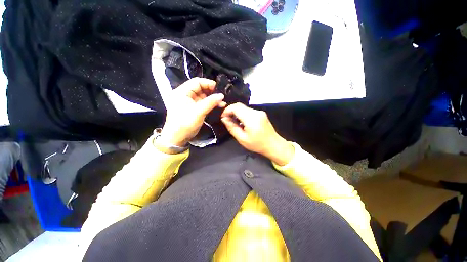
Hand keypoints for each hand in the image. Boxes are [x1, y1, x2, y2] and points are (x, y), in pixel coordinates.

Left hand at [160, 78, 226, 146]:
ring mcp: (188, 102)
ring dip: (212, 98)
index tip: (218, 88)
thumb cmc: (185, 123)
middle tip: (221, 96)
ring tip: (222, 102)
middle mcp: (184, 94)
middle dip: (211, 92)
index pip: (196, 82)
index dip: (208, 83)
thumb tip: (222, 95)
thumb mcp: (199, 112)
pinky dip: (210, 103)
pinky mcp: (192, 108)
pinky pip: (202, 103)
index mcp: (182, 92)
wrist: (177, 138)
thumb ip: (211, 102)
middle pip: (200, 88)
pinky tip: (218, 105)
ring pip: (202, 96)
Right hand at [221, 103, 294, 165]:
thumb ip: (232, 127)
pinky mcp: (261, 113)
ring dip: (237, 113)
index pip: (236, 107)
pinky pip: (248, 111)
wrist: (273, 145)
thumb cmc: (257, 144)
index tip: (223, 118)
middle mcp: (256, 112)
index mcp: (251, 118)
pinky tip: (242, 122)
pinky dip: (242, 114)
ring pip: (244, 108)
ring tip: (234, 122)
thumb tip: (224, 119)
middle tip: (227, 120)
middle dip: (231, 111)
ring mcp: (259, 112)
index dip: (227, 110)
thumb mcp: (242, 139)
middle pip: (239, 106)